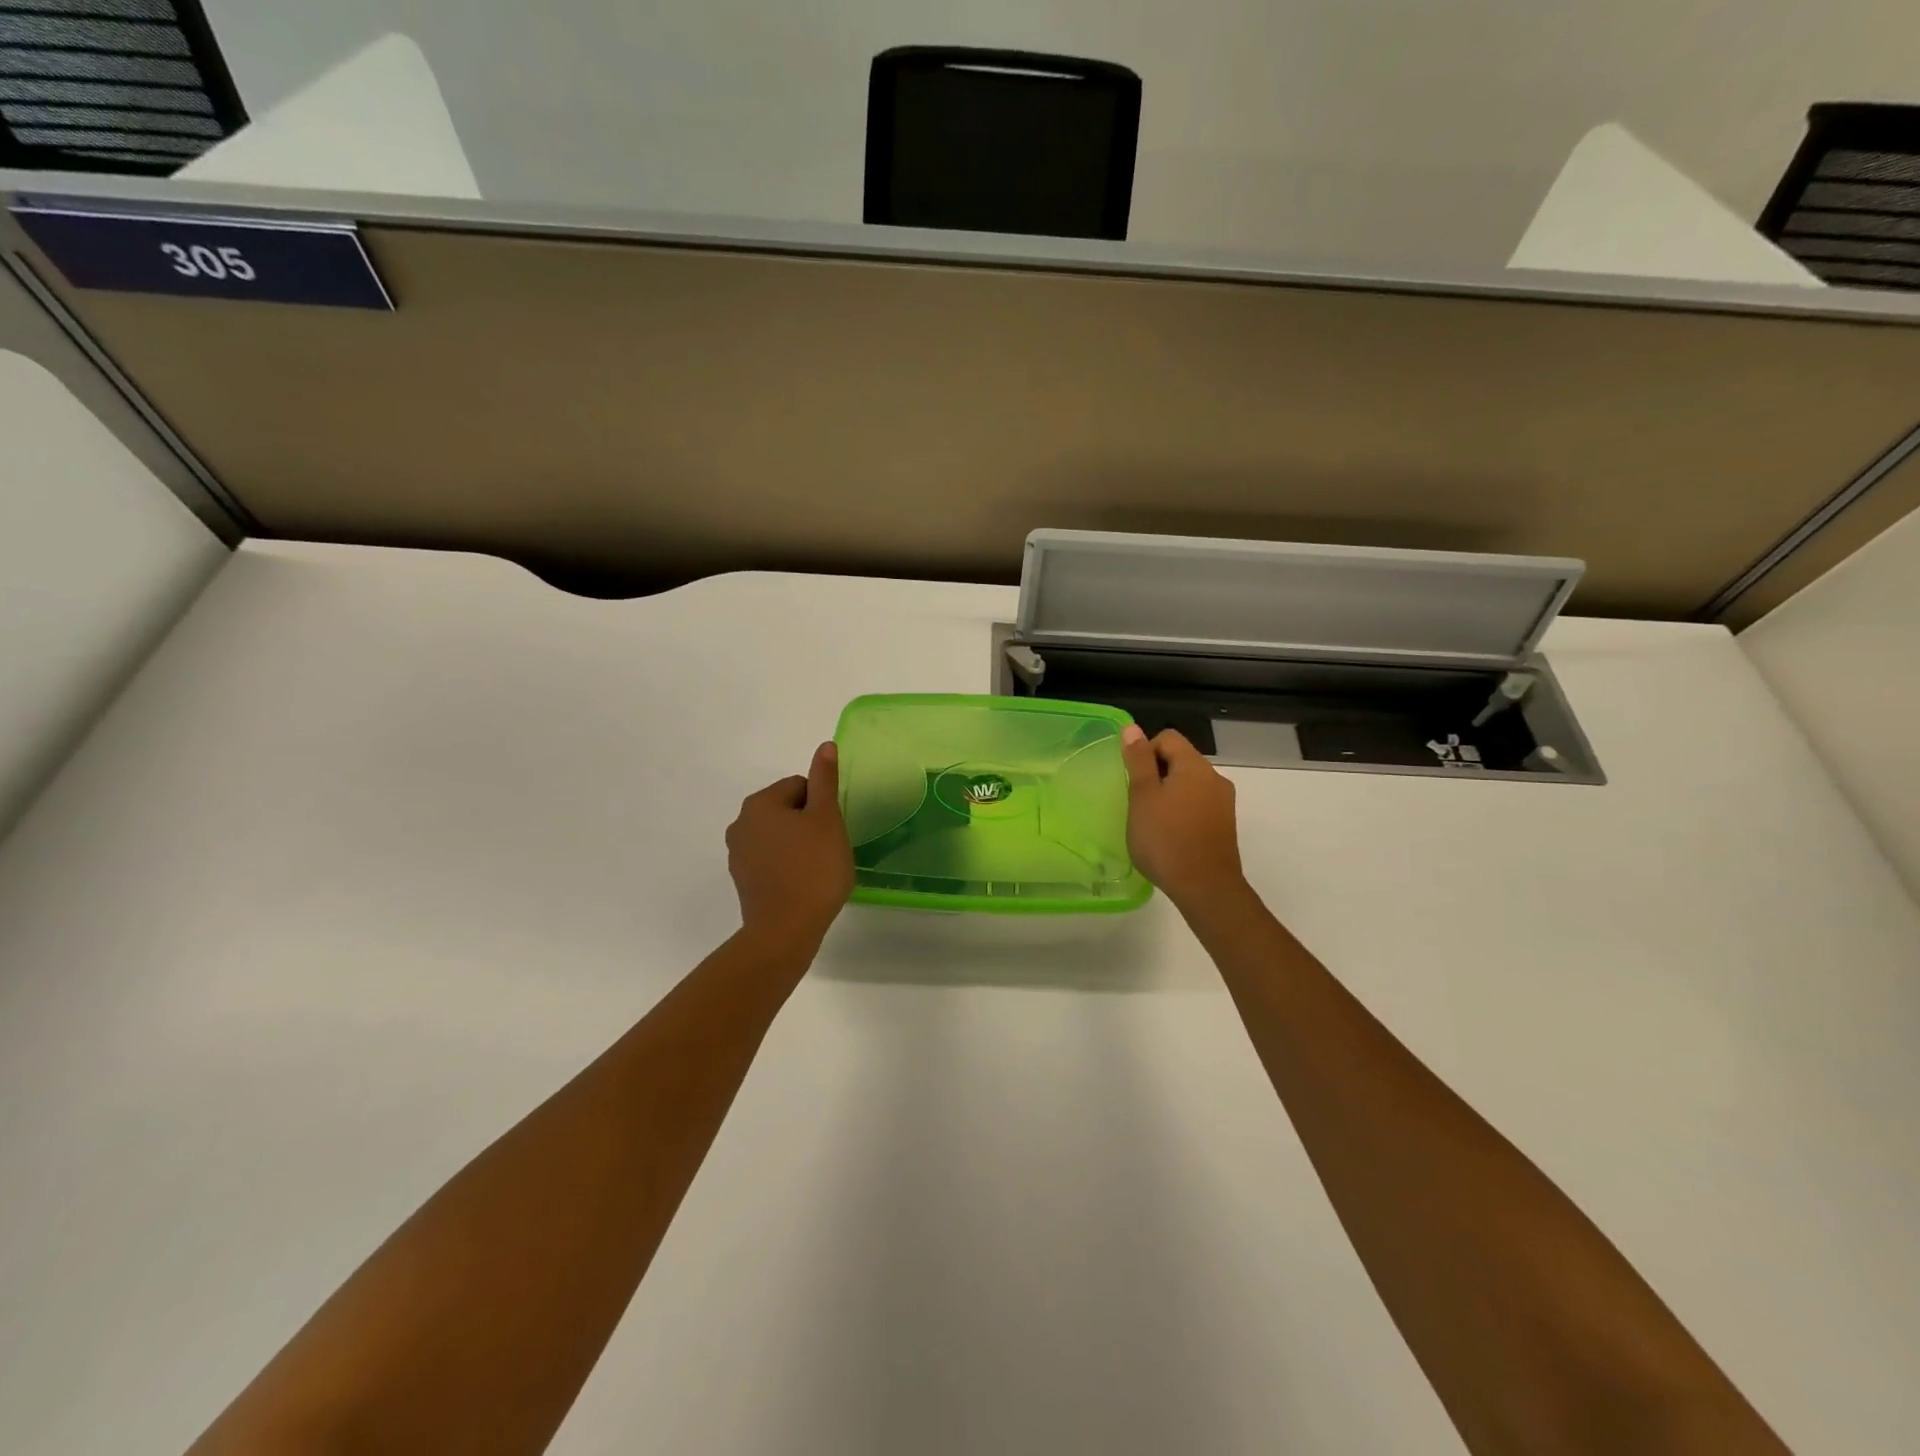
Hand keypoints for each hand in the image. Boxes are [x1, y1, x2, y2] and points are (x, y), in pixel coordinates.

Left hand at [726, 742, 854, 944]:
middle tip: (827, 849)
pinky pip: (770, 860)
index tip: (831, 831)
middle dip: (809, 824)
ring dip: (798, 845)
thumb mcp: (827, 819)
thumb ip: (825, 780)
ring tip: (816, 869)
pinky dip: (787, 865)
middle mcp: (741, 823)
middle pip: (787, 809)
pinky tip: (802, 884)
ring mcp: (738, 853)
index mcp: (760, 803)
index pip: (799, 786)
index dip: (822, 806)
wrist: (785, 931)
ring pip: (779, 836)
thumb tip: (825, 746)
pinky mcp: (742, 879)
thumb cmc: (813, 869)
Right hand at [1120, 726, 1248, 912]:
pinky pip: (1199, 805)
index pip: (1168, 738)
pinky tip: (1169, 835)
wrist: (1205, 888)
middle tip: (1137, 801)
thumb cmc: (1165, 839)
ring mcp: (1223, 803)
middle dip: (1156, 774)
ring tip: (1151, 820)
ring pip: (1189, 784)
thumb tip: (1133, 729)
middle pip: (1180, 759)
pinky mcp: (1225, 825)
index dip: (1144, 752)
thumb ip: (1138, 761)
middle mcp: (1215, 778)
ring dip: (1168, 794)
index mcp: (1195, 766)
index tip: (1132, 780)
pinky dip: (1182, 811)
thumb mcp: (1142, 797)